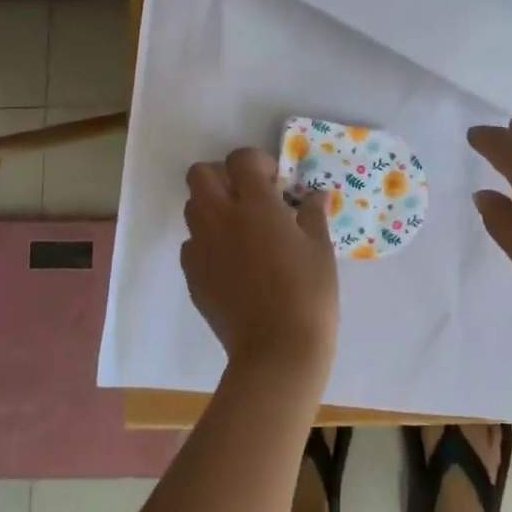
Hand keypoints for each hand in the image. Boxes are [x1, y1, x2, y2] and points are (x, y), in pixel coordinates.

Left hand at [181, 148, 339, 381]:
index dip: (257, 163)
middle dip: (222, 176)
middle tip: (248, 196)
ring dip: (212, 207)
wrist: (277, 352)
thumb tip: (314, 195)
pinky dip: (207, 243)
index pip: (240, 159)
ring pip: (192, 207)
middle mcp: (221, 218)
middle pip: (200, 174)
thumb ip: (312, 214)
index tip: (275, 183)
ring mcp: (202, 247)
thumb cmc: (308, 294)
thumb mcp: (320, 248)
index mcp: (255, 204)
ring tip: (240, 229)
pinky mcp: (192, 276)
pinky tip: (231, 262)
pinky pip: (191, 245)